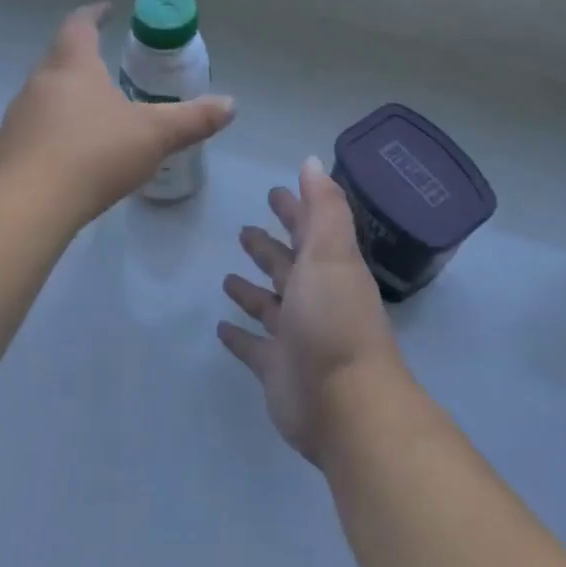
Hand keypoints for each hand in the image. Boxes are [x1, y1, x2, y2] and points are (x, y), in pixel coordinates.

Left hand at [0, 3, 234, 226]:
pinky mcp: (6, 151)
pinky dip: (52, 133)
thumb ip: (192, 119)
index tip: (106, 9)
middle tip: (104, 66)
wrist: (29, 204)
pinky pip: (33, 130)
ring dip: (65, 98)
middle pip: (58, 59)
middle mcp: (39, 84)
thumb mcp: (154, 135)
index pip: (80, 26)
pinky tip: (69, 155)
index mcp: (73, 67)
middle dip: (81, 58)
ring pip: (43, 96)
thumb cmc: (95, 154)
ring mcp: (17, 117)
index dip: (94, 14)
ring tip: (91, 114)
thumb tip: (231, 105)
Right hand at [219, 157, 406, 464]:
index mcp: (328, 268)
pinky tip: (220, 326)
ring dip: (252, 289)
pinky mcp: (275, 368)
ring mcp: (294, 335)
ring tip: (228, 275)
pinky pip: (252, 346)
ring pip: (269, 304)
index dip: (294, 209)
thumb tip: (311, 162)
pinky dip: (239, 335)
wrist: (345, 404)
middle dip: (269, 247)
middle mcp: (313, 298)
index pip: (309, 229)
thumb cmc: (335, 320)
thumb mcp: (332, 253)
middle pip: (287, 265)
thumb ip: (323, 207)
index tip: (274, 192)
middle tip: (244, 230)